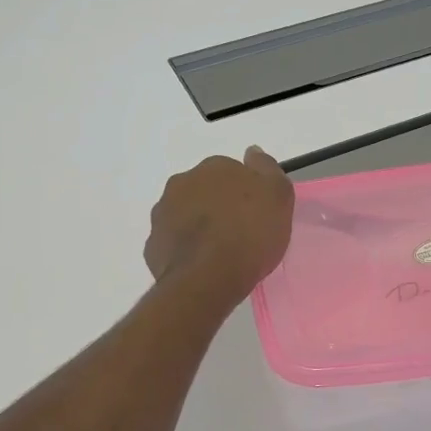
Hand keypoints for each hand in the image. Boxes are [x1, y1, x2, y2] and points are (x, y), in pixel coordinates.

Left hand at [144, 147, 294, 308]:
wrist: (208, 278)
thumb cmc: (249, 234)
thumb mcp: (277, 196)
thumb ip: (266, 169)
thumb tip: (252, 152)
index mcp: (214, 167)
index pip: (232, 171)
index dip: (246, 192)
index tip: (256, 212)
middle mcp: (182, 183)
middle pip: (205, 190)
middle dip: (218, 205)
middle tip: (239, 231)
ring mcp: (162, 214)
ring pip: (185, 214)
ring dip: (198, 225)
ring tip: (219, 252)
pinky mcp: (153, 245)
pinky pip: (173, 242)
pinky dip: (185, 249)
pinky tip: (201, 266)